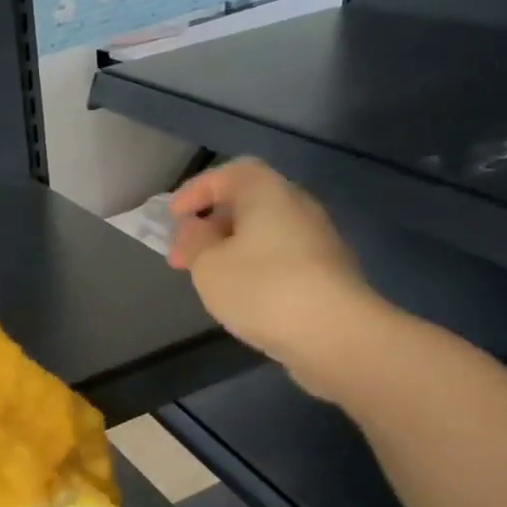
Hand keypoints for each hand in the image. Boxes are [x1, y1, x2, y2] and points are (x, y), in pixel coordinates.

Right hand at [168, 158, 387, 396]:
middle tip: (182, 254)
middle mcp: (297, 206)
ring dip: (230, 248)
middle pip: (248, 202)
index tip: (172, 217)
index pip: (229, 173)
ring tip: (207, 277)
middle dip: (210, 224)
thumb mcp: (207, 265)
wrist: (334, 333)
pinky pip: (280, 256)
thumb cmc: (261, 288)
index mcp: (267, 193)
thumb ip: (193, 241)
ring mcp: (317, 239)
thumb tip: (194, 229)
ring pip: (263, 232)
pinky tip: (240, 293)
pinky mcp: (326, 271)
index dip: (196, 190)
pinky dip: (253, 265)